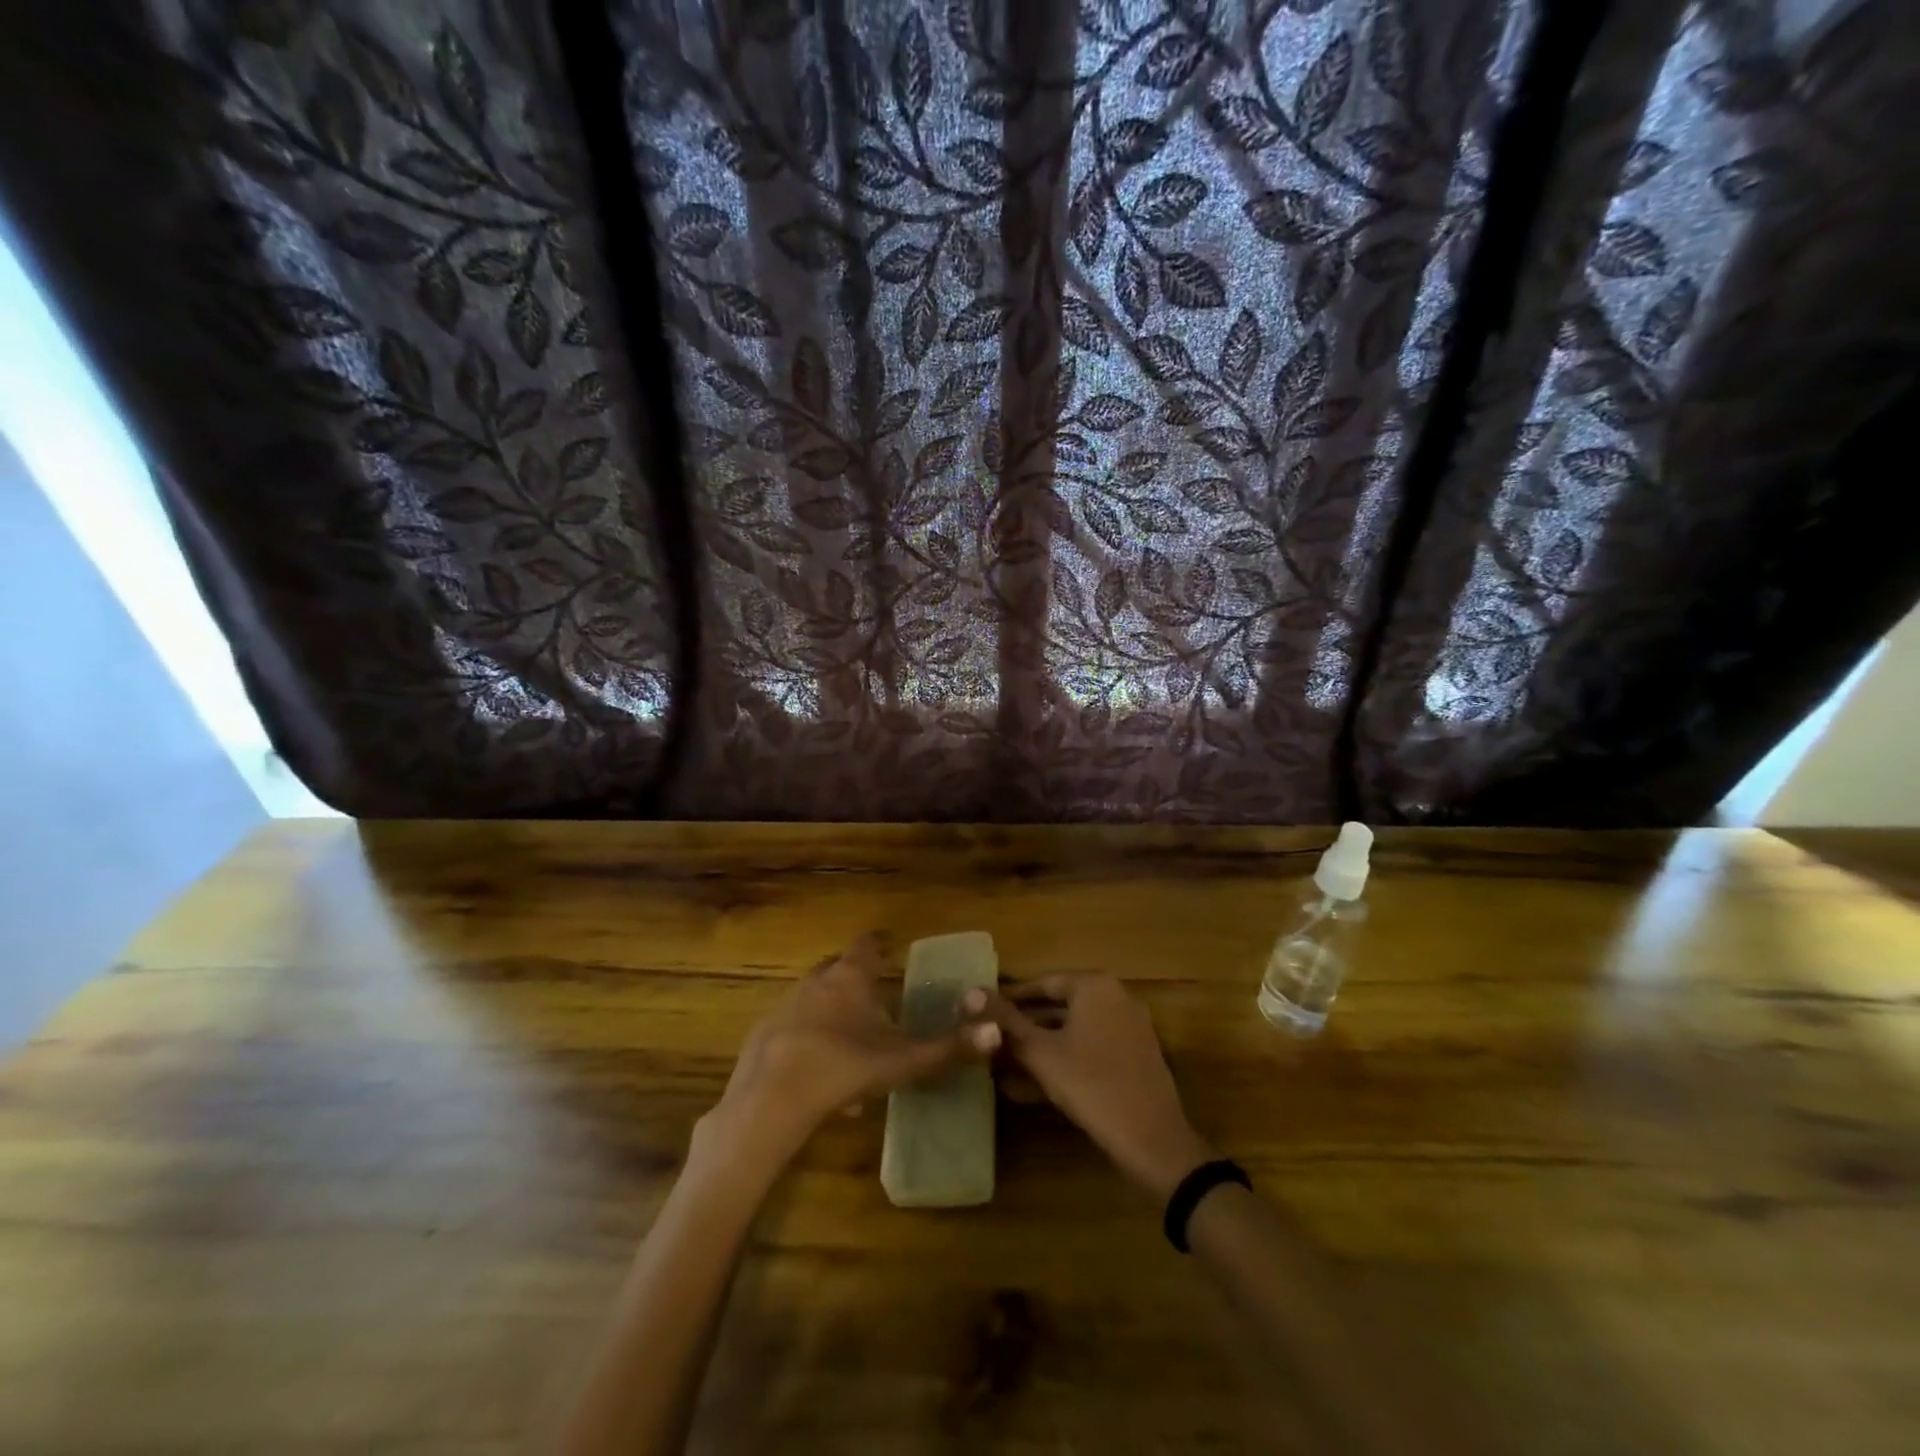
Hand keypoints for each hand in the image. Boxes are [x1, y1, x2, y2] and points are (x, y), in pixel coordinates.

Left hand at [699, 935, 999, 1173]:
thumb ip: (950, 1048)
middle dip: (854, 978)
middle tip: (873, 996)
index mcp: (851, 978)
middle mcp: (816, 981)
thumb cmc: (845, 1067)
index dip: (880, 944)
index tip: (890, 948)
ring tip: (850, 1044)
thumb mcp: (904, 1061)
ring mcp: (786, 1006)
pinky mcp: (764, 1034)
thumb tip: (997, 1030)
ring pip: (814, 1000)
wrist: (772, 1097)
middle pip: (837, 968)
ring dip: (831, 1013)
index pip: (867, 944)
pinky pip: (794, 1030)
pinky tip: (820, 1077)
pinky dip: (809, 1042)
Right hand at [969, 974, 1211, 1198]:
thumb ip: (1006, 1022)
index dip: (1010, 999)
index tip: (983, 1014)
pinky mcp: (1136, 1055)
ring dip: (1042, 1045)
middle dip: (1025, 1025)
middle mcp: (1116, 996)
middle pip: (1059, 1005)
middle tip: (992, 1041)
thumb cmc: (1091, 1086)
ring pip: (1074, 1029)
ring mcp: (1130, 1026)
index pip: (1042, 983)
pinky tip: (1038, 1083)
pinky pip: (1092, 1046)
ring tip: (1007, 1064)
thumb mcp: (1041, 1053)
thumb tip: (970, 992)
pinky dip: (1066, 1057)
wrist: (1153, 1141)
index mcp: (1095, 986)